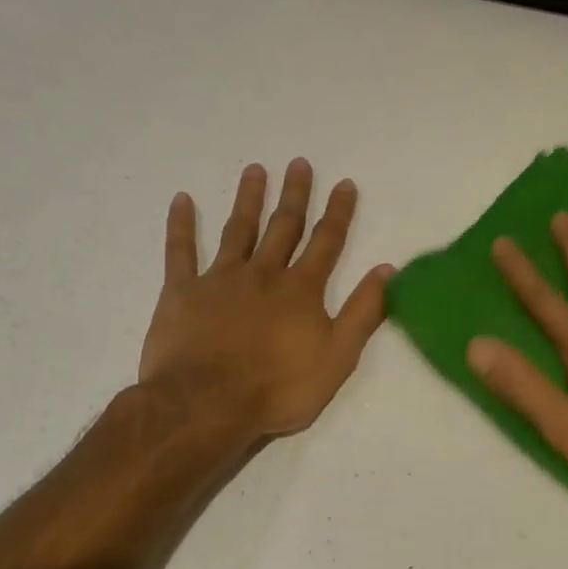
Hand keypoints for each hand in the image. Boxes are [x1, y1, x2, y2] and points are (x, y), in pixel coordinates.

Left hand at [137, 159, 392, 439]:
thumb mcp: (338, 357)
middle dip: (294, 195)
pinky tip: (181, 199)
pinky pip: (180, 252)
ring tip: (254, 170)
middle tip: (299, 163)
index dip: (338, 212)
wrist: (206, 405)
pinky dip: (181, 225)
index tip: (344, 183)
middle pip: (283, 227)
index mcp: (301, 290)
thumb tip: (387, 270)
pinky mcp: (181, 292)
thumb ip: (363, 312)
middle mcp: (264, 274)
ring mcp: (220, 279)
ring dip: (248, 199)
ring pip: (238, 230)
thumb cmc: (279, 387)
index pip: (326, 242)